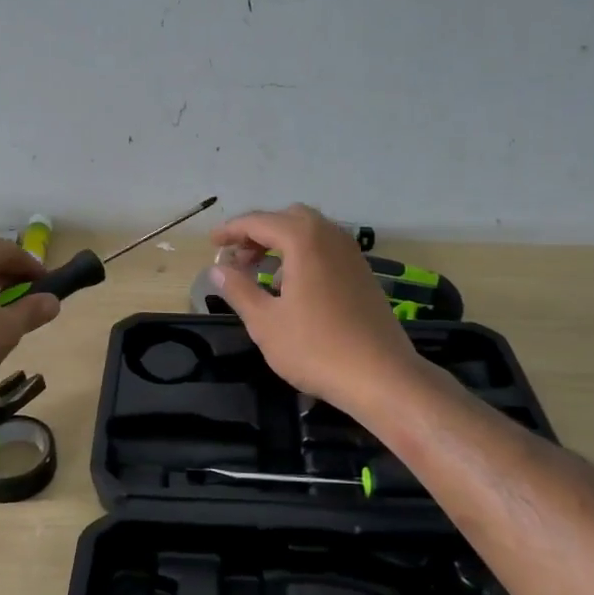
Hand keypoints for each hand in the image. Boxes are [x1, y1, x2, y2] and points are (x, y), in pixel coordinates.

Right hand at [208, 205, 422, 420]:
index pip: (259, 222)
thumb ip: (238, 289)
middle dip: (259, 233)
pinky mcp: (363, 274)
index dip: (232, 230)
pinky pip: (326, 249)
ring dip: (282, 243)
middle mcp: (331, 237)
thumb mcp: (265, 321)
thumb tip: (217, 269)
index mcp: (304, 240)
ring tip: (262, 274)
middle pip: (288, 218)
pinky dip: (304, 255)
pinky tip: (293, 288)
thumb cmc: (315, 348)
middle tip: (238, 258)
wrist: (381, 376)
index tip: (212, 244)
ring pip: (311, 232)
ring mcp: (351, 254)